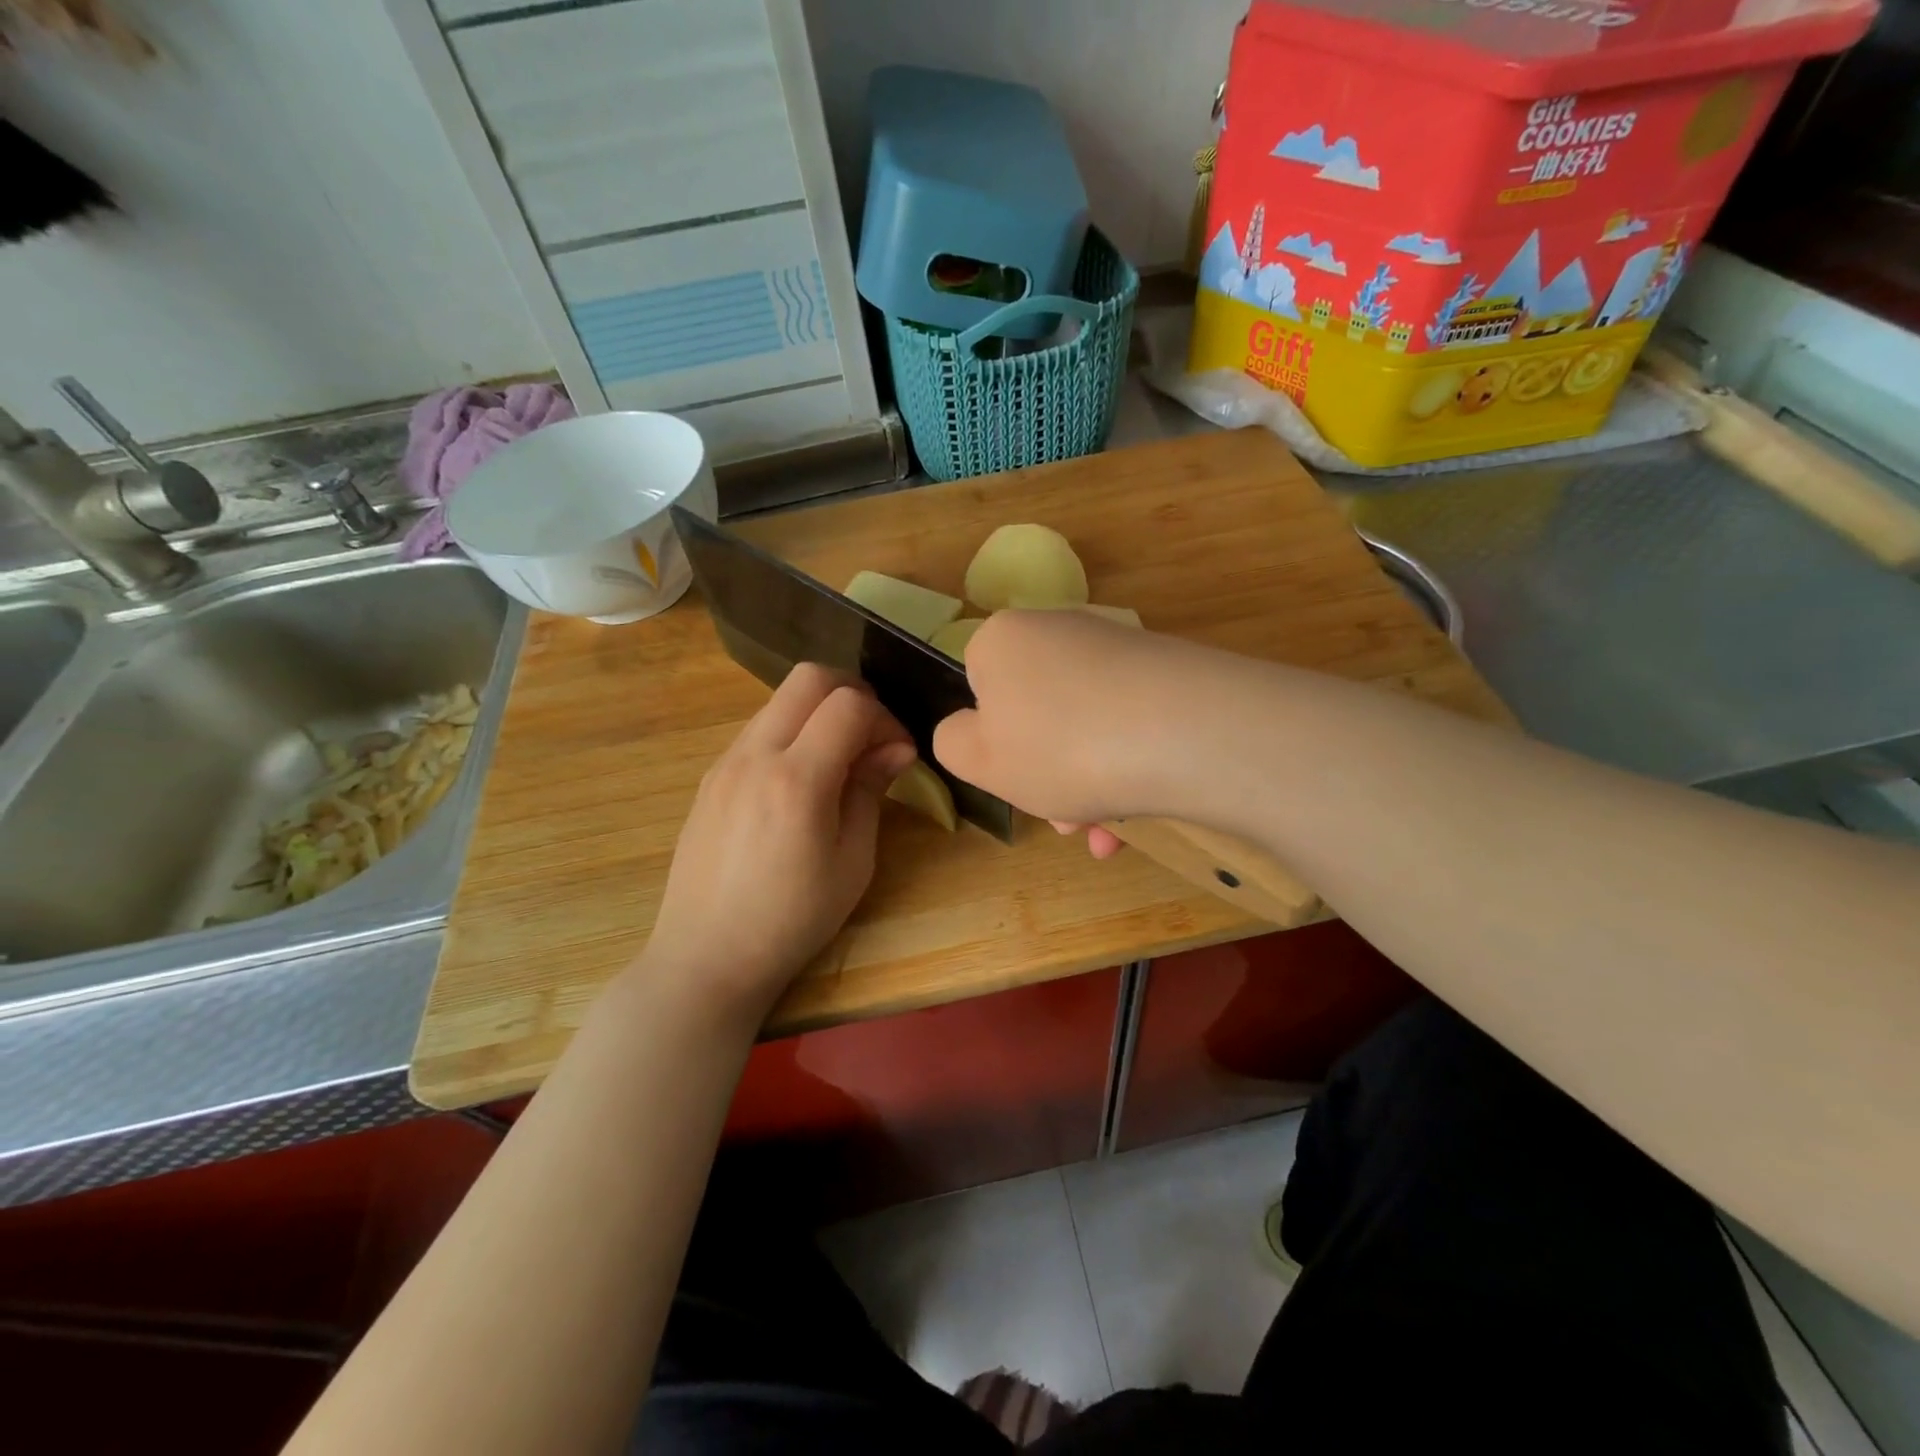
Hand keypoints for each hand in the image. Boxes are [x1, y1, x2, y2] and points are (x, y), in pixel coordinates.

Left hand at [643, 664, 915, 1022]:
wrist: (705, 956)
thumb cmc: (791, 920)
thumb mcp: (851, 862)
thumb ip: (870, 791)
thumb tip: (897, 746)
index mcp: (797, 780)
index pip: (850, 705)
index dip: (886, 718)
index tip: (899, 753)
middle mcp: (755, 755)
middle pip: (809, 677)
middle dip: (853, 693)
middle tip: (873, 736)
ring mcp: (725, 761)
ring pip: (780, 699)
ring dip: (818, 712)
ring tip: (839, 761)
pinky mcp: (710, 776)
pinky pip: (758, 729)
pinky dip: (791, 732)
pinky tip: (801, 780)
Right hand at [933, 611, 1186, 855]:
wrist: (1186, 733)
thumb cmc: (1060, 747)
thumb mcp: (978, 759)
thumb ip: (952, 742)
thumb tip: (970, 729)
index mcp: (1003, 640)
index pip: (977, 684)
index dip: (990, 737)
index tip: (1011, 775)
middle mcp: (1059, 630)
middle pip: (1036, 711)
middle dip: (1044, 774)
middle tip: (1063, 822)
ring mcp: (1117, 649)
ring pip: (1084, 727)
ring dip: (1085, 785)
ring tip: (1105, 833)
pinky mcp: (1167, 671)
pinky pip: (1128, 726)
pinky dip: (1125, 770)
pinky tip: (1138, 817)